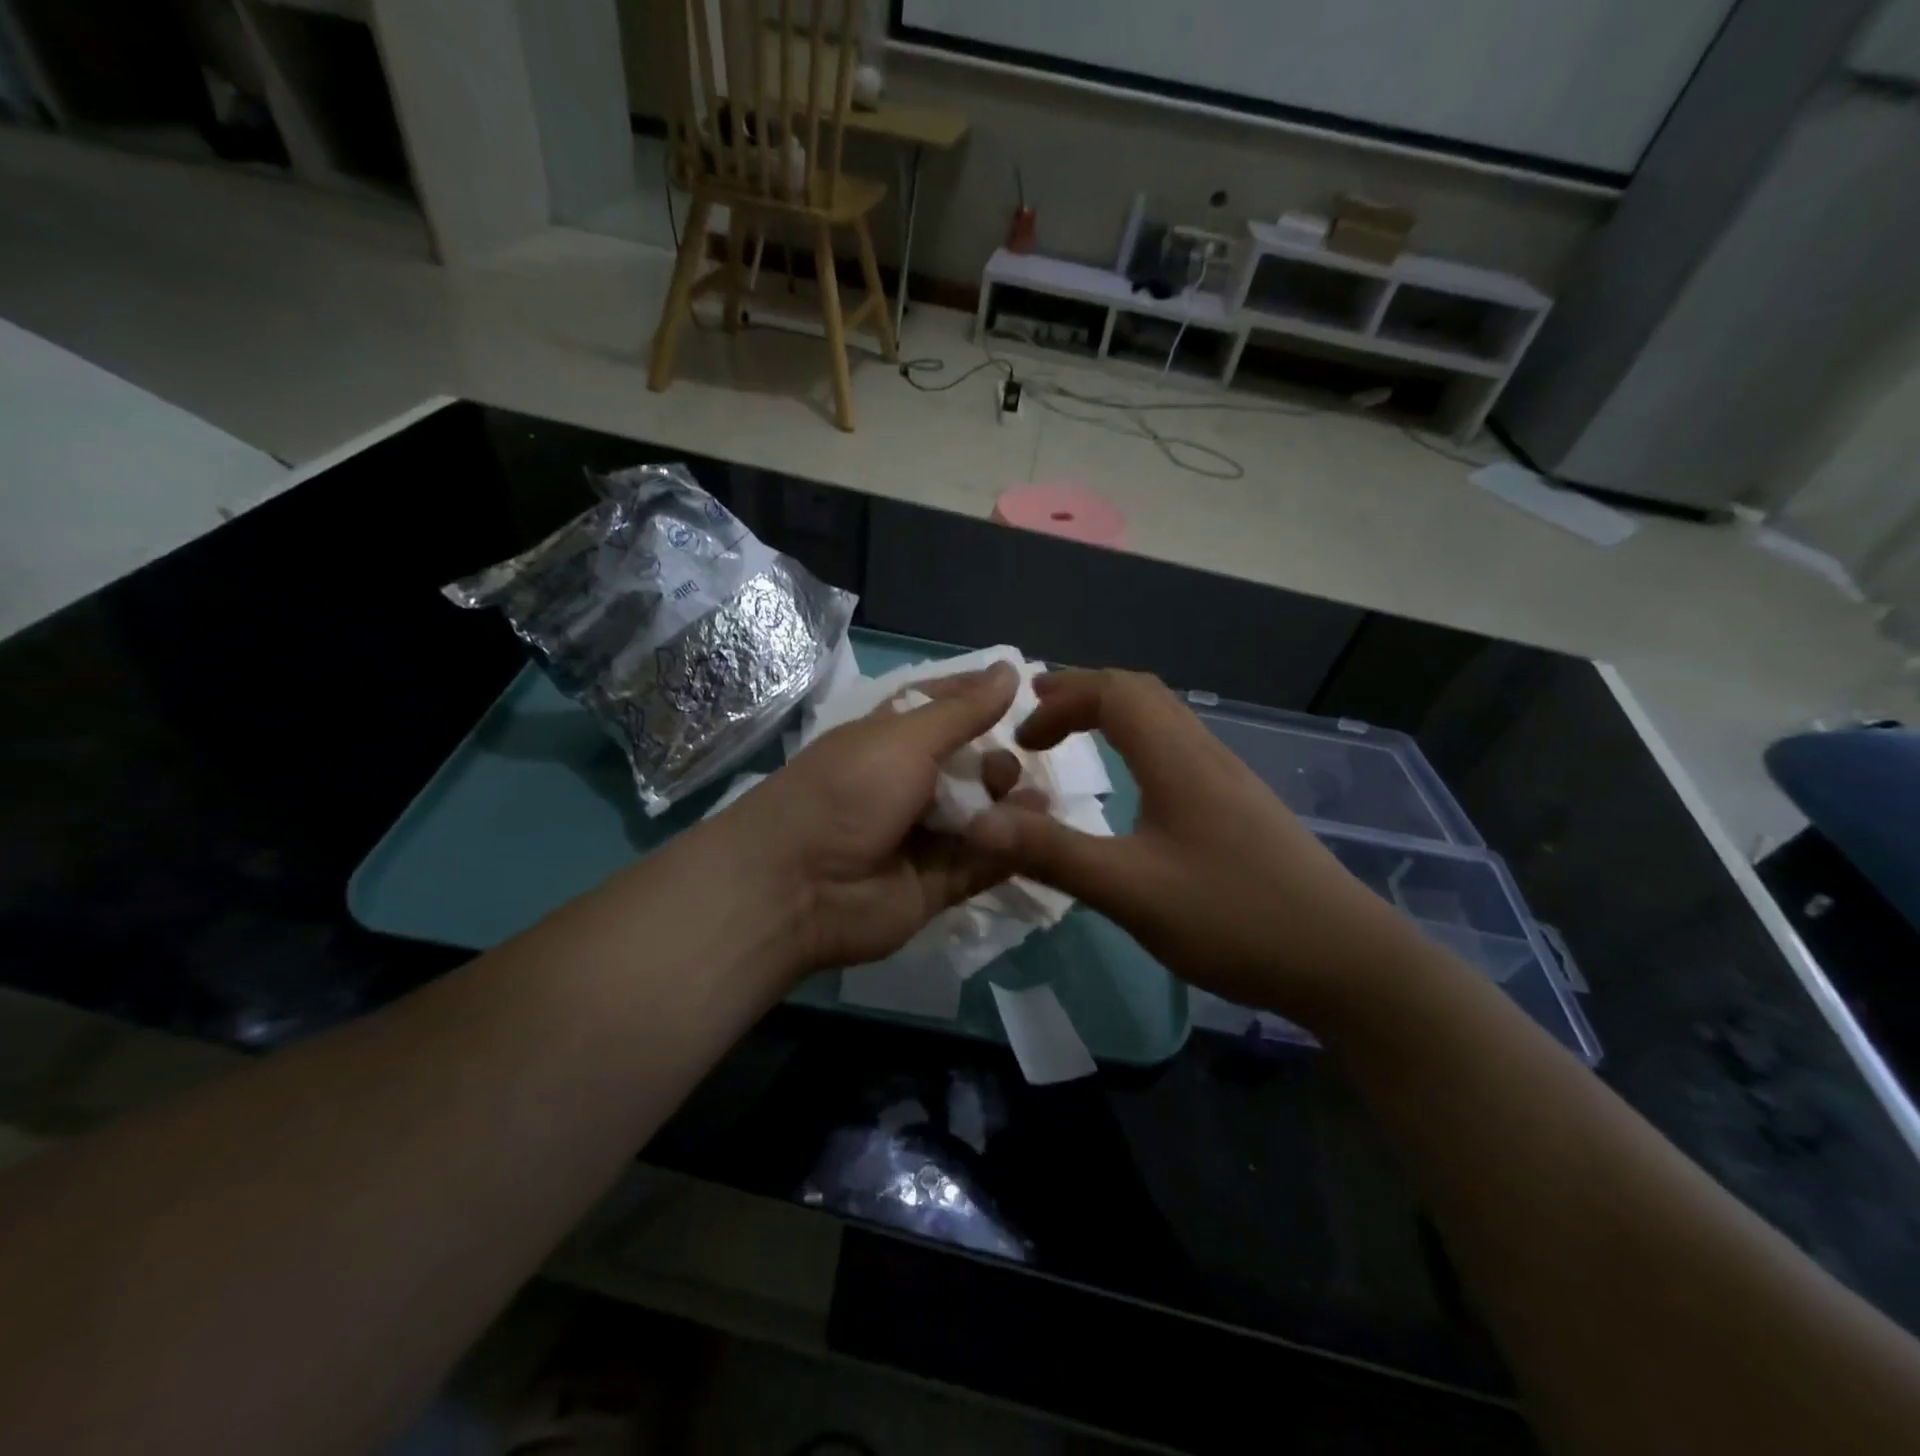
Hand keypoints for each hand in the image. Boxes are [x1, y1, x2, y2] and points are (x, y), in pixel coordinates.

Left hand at [718, 662, 1026, 974]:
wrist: (797, 886)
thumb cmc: (848, 791)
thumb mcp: (904, 738)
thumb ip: (962, 711)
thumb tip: (1009, 669)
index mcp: (891, 740)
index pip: (943, 709)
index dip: (980, 699)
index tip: (1026, 692)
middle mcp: (908, 784)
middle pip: (969, 765)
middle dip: (997, 760)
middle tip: (1010, 763)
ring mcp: (924, 836)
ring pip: (982, 814)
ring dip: (1010, 802)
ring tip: (1031, 797)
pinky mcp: (938, 884)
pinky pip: (983, 860)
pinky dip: (1009, 846)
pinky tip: (1035, 830)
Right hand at [965, 669, 1412, 1025]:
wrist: (1345, 961)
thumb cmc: (1234, 917)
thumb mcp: (1131, 890)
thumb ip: (1053, 853)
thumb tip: (977, 823)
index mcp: (1177, 759)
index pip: (1114, 691)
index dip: (1061, 699)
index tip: (1022, 738)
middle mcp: (1205, 754)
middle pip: (1142, 693)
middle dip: (1083, 696)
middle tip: (1036, 722)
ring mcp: (1230, 780)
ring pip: (1165, 721)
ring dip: (1113, 718)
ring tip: (1074, 743)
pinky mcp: (1243, 808)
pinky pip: (1180, 750)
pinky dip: (1138, 747)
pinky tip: (1132, 790)